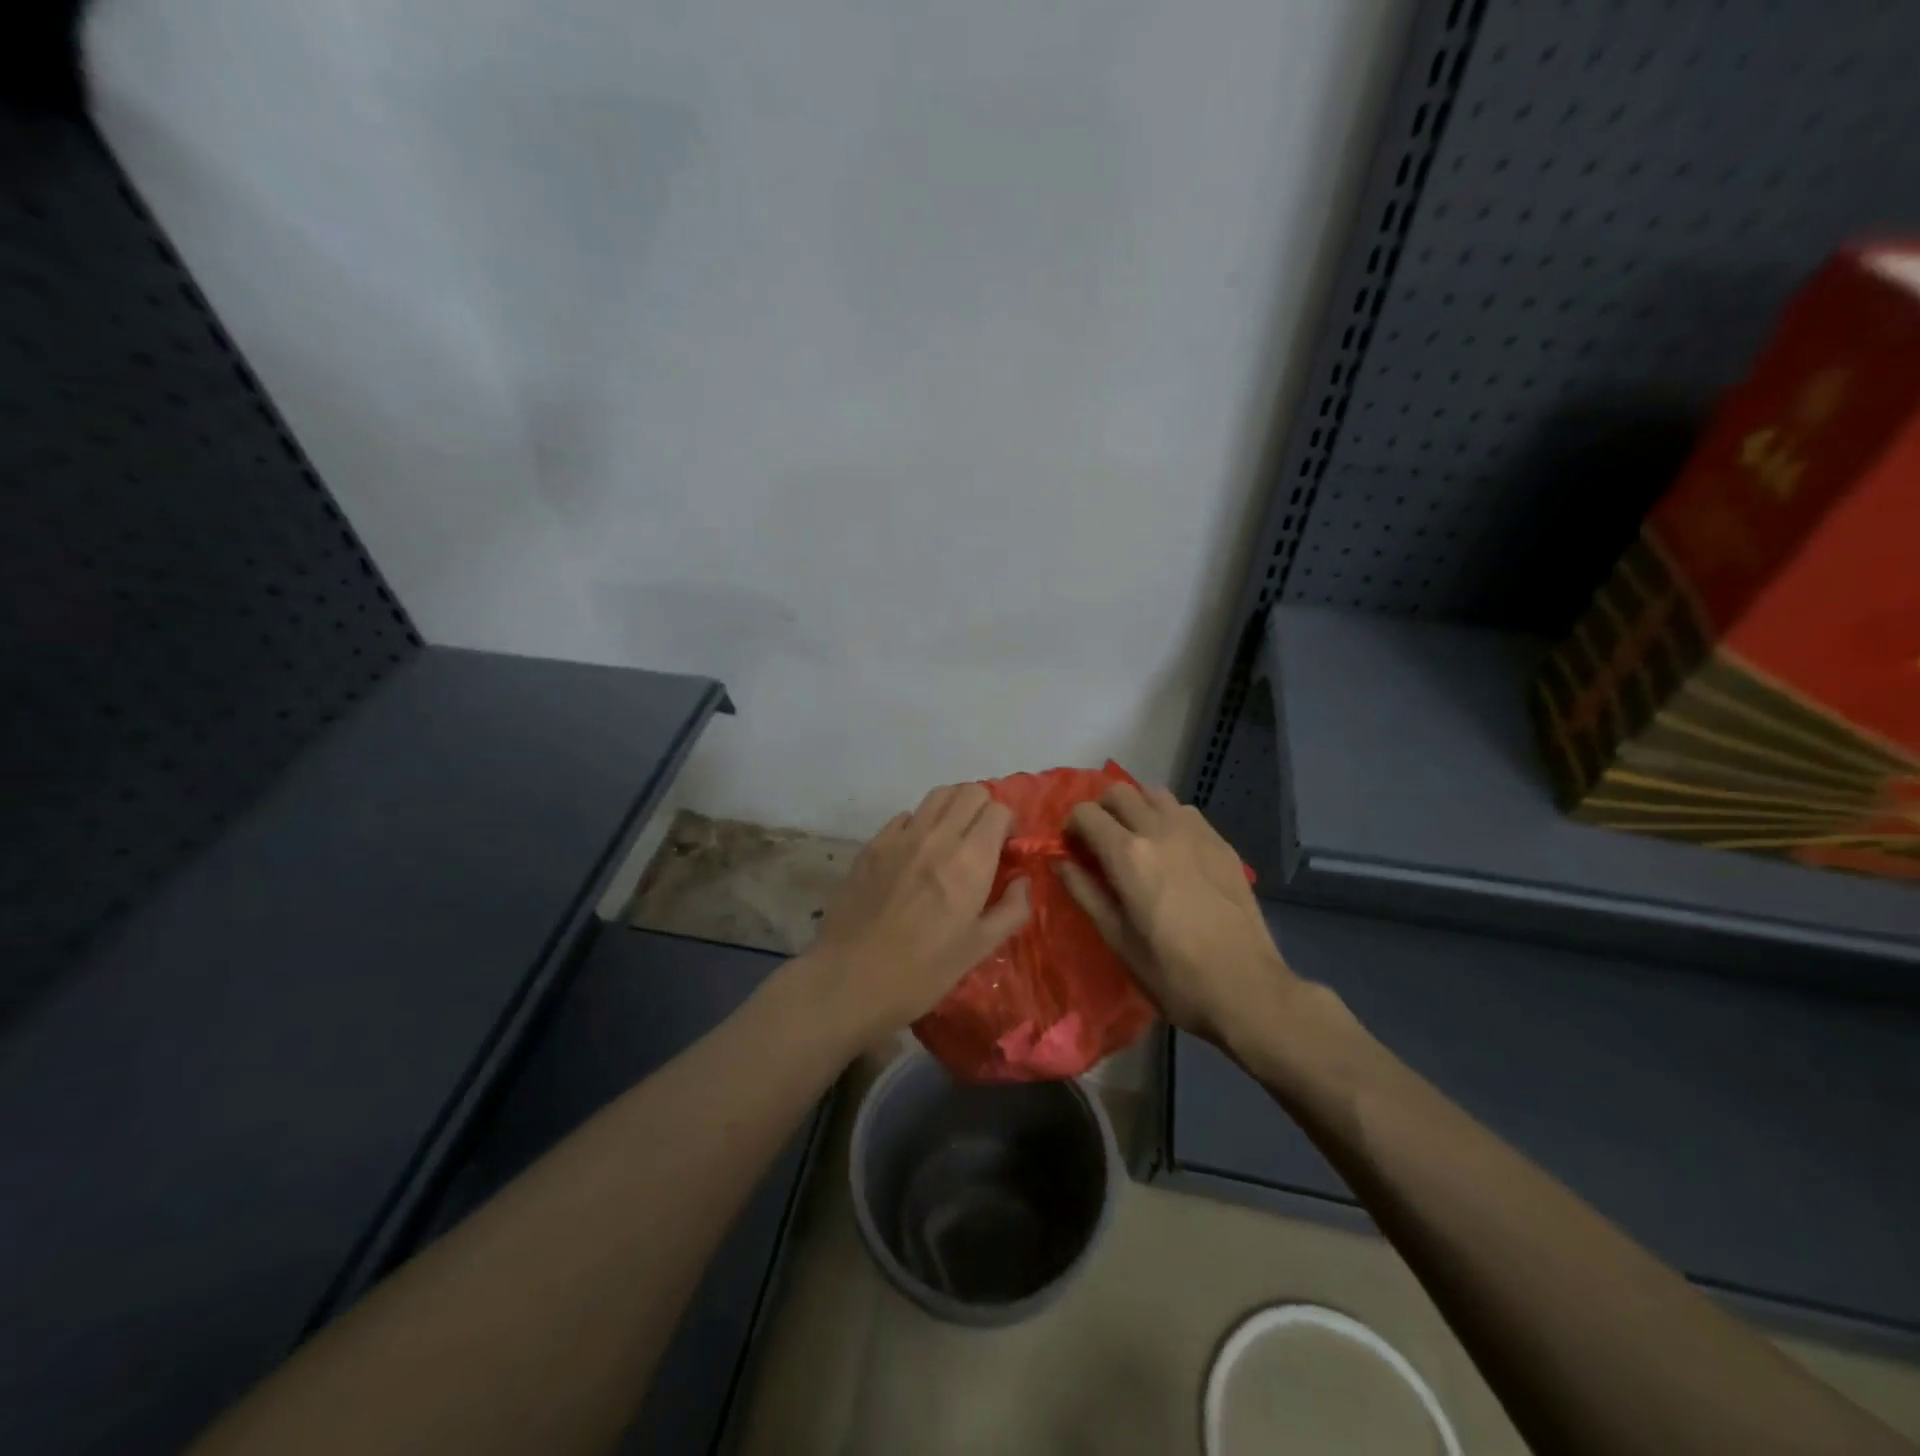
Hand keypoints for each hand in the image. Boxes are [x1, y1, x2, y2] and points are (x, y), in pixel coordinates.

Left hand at [804, 783, 1031, 1039]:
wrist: (850, 979)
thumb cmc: (923, 971)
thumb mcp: (979, 949)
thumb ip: (1011, 910)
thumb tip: (1022, 880)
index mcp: (969, 861)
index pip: (998, 810)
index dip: (1007, 826)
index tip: (1005, 851)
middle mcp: (937, 836)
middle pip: (969, 792)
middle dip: (984, 809)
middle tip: (982, 841)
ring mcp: (900, 837)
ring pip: (937, 795)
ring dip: (953, 809)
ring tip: (952, 839)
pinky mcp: (872, 844)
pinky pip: (905, 816)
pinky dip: (920, 824)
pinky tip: (916, 854)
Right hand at [1059, 783, 1300, 1046]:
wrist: (1246, 988)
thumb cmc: (1172, 974)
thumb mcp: (1117, 938)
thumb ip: (1084, 892)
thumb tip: (1060, 862)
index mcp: (1128, 855)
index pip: (1085, 813)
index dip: (1071, 827)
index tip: (1072, 850)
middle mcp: (1160, 830)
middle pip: (1119, 791)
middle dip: (1101, 810)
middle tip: (1100, 842)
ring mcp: (1196, 832)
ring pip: (1155, 793)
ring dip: (1136, 808)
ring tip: (1136, 840)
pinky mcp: (1222, 843)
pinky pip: (1186, 812)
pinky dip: (1168, 819)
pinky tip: (1172, 851)